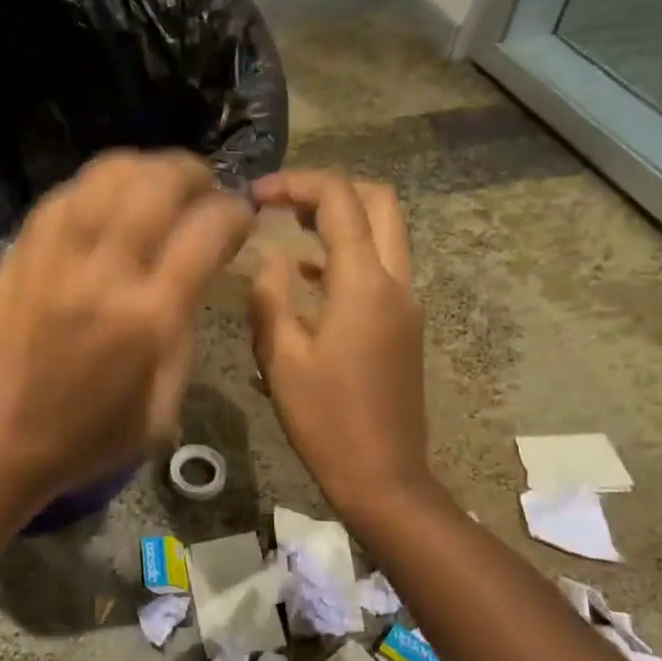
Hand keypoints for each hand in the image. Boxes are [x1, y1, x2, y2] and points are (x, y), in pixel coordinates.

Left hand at [0, 150, 253, 512]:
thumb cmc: (85, 439)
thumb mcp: (162, 408)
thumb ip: (185, 333)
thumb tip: (193, 275)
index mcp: (148, 317)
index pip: (207, 230)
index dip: (235, 213)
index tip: (241, 218)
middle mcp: (103, 270)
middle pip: (158, 182)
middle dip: (195, 173)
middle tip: (206, 190)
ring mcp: (55, 253)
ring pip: (109, 173)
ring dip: (147, 168)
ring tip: (161, 186)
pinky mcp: (20, 251)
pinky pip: (67, 193)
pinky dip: (99, 185)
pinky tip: (110, 202)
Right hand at [249, 170, 430, 520]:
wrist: (384, 477)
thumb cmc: (326, 420)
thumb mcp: (281, 358)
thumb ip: (270, 295)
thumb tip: (269, 255)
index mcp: (364, 284)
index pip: (340, 200)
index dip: (296, 183)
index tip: (255, 196)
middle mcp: (396, 282)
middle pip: (378, 201)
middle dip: (329, 189)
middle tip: (281, 202)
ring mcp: (406, 303)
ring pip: (385, 232)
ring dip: (341, 218)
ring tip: (288, 229)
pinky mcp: (404, 325)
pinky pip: (381, 266)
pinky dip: (348, 252)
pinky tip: (307, 275)